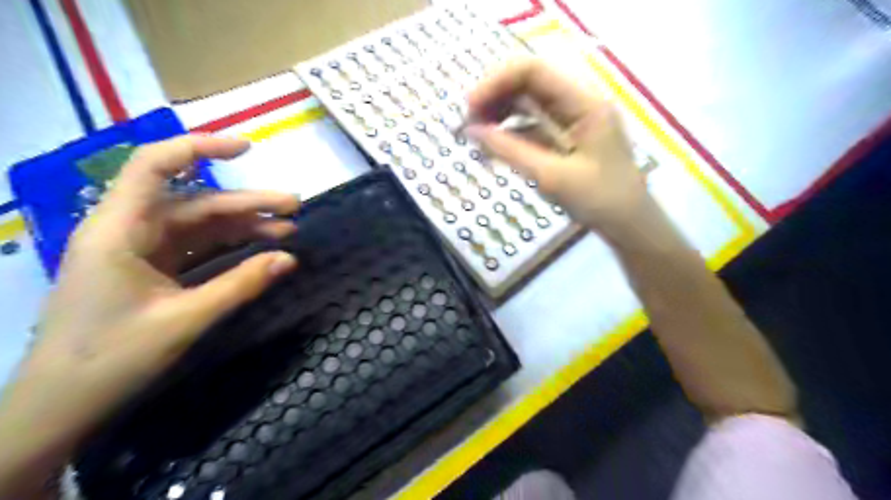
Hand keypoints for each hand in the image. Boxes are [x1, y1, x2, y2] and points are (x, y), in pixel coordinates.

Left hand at [0, 135, 297, 497]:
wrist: (59, 406)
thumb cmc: (111, 359)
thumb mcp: (185, 319)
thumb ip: (240, 285)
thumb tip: (290, 258)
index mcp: (119, 231)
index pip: (154, 167)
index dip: (200, 149)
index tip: (247, 148)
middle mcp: (128, 232)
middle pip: (194, 202)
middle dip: (247, 203)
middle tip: (294, 208)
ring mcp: (140, 252)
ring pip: (200, 226)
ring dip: (243, 227)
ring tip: (288, 230)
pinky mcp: (150, 271)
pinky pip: (197, 249)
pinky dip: (229, 248)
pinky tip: (259, 251)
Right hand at [466, 56, 648, 236]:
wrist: (629, 225)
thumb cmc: (600, 201)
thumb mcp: (552, 177)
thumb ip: (511, 151)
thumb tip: (472, 131)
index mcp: (585, 103)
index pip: (534, 72)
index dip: (497, 82)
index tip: (470, 107)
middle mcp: (578, 103)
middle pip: (529, 83)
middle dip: (495, 97)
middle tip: (468, 123)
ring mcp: (572, 119)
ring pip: (529, 103)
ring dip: (500, 113)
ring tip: (476, 133)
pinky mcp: (565, 136)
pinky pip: (532, 124)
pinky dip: (511, 131)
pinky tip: (494, 144)